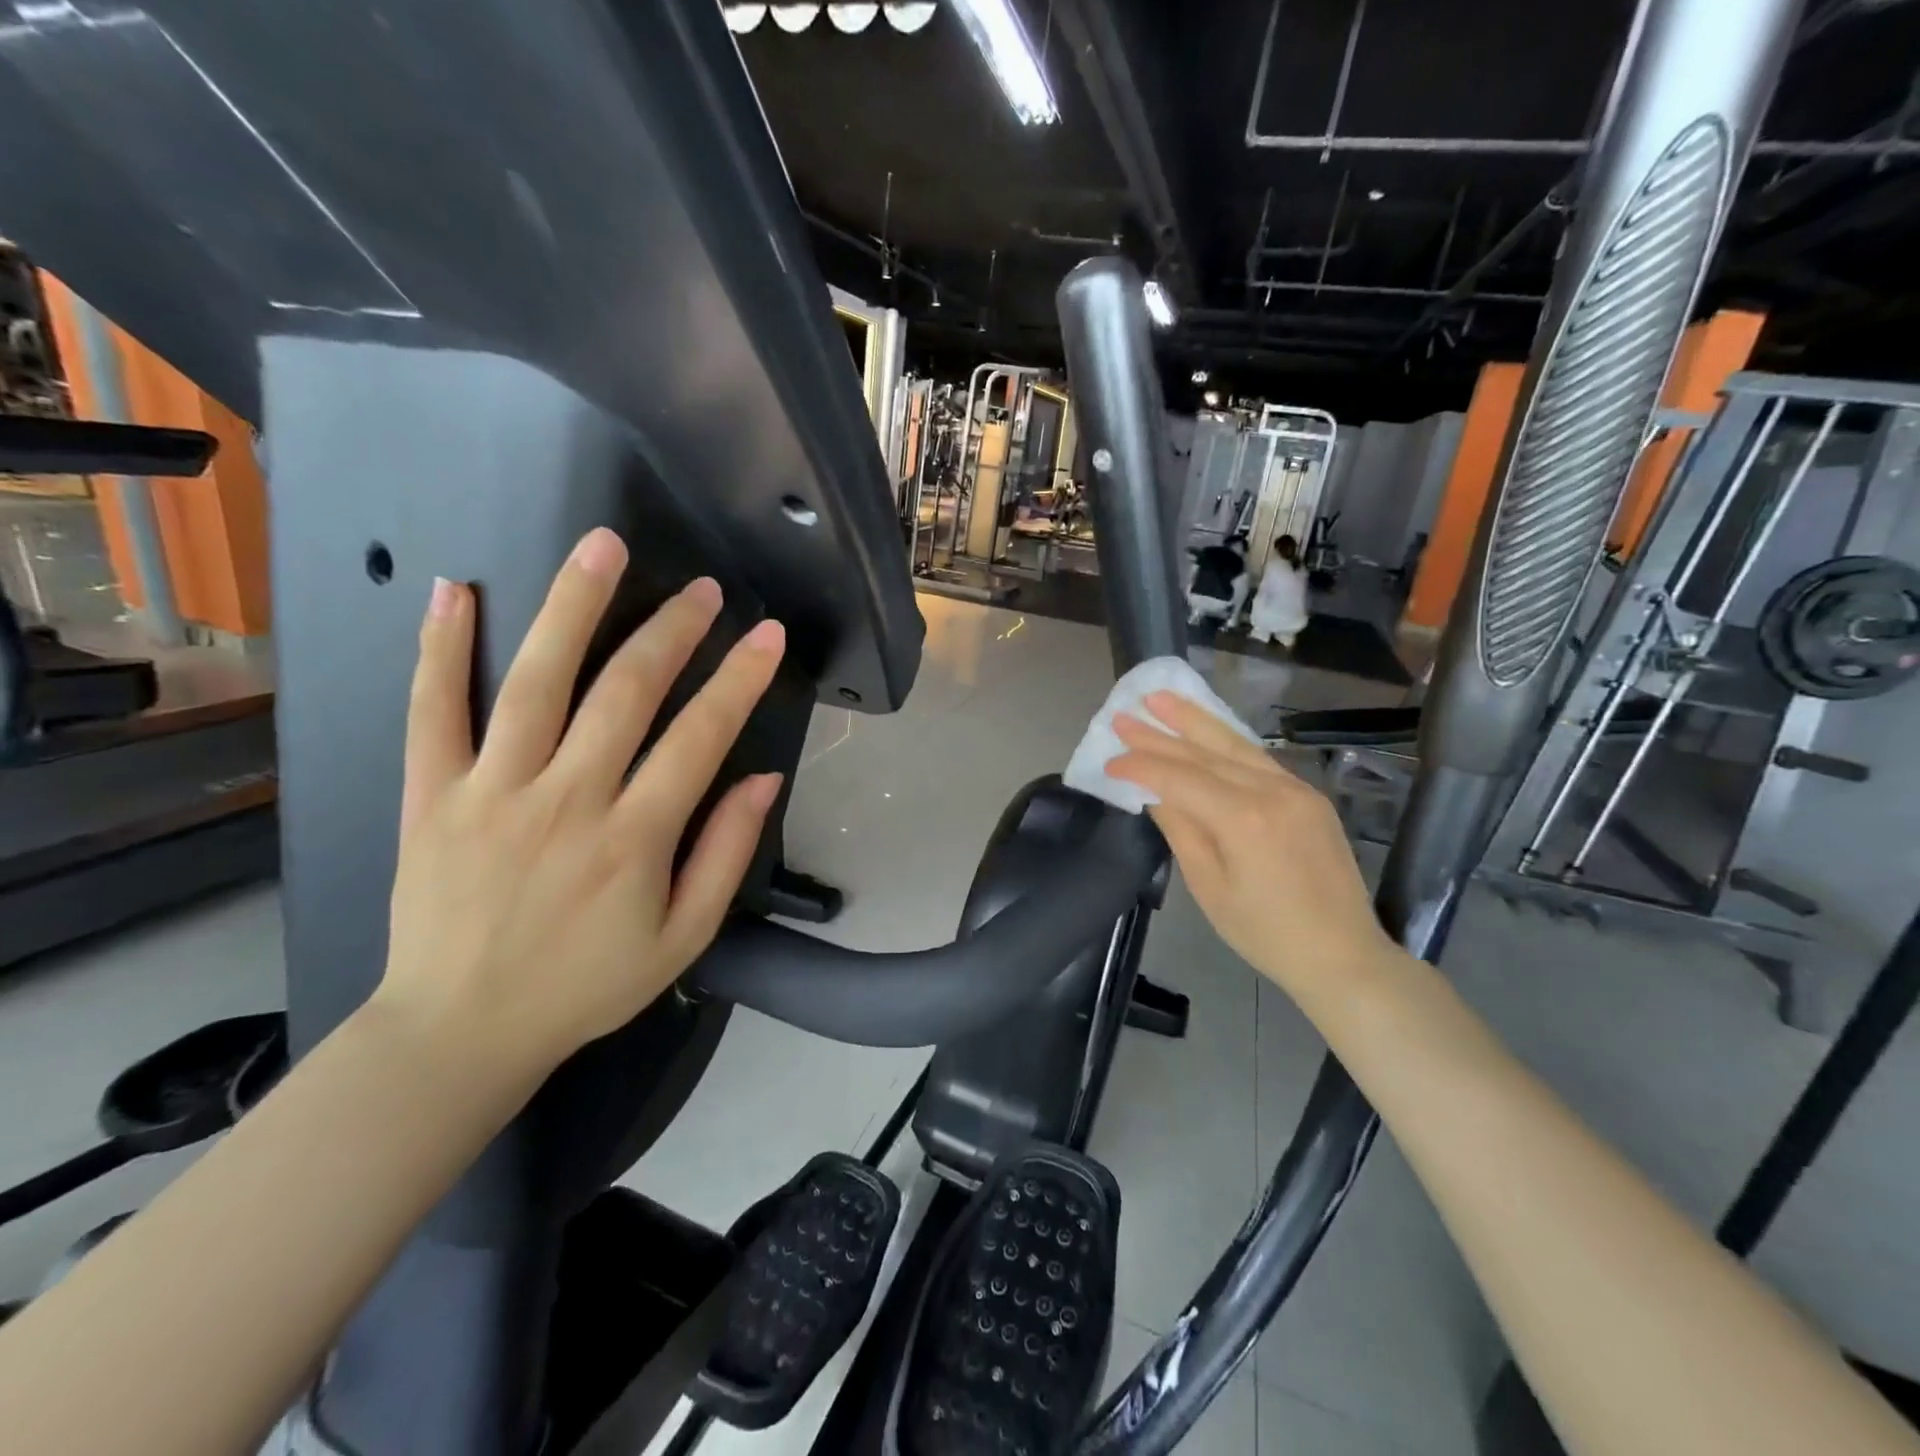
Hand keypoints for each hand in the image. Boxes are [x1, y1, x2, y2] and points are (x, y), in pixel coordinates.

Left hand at [375, 527, 785, 1083]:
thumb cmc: (586, 985)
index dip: (739, 678)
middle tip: (703, 588)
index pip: (701, 736)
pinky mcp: (429, 795)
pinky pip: (431, 711)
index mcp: (634, 838)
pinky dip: (441, 647)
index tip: (766, 633)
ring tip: (602, 548)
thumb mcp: (682, 938)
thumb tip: (764, 780)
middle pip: (626, 691)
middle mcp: (567, 800)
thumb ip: (726, 855)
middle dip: (673, 630)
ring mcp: (492, 791)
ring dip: (573, 607)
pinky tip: (457, 589)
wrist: (459, 1030)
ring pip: (536, 681)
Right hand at [1108, 691, 1393, 1007]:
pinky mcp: (1309, 795)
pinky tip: (1205, 731)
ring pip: (1235, 744)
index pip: (1179, 778)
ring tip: (1162, 699)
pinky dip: (1226, 741)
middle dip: (1161, 732)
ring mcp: (1296, 789)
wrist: (1343, 954)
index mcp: (1244, 819)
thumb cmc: (1265, 933)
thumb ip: (1181, 829)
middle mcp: (1272, 791)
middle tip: (1125, 712)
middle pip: (1205, 752)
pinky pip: (1258, 758)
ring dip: (1195, 720)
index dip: (1141, 766)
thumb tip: (1154, 791)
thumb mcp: (1209, 886)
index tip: (1110, 760)